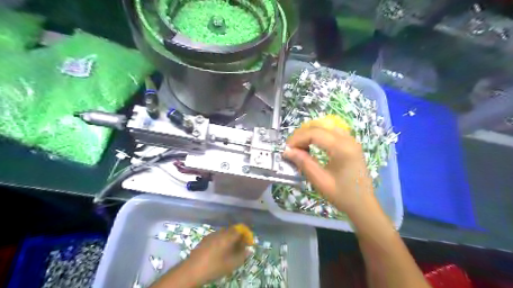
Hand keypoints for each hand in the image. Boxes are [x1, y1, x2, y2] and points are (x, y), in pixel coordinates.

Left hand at [185, 226, 250, 284]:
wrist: (192, 270)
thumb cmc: (215, 266)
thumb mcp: (232, 264)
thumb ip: (242, 255)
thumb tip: (248, 250)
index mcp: (228, 236)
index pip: (240, 230)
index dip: (246, 235)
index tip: (247, 243)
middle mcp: (220, 232)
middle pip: (232, 230)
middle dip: (238, 237)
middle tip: (240, 247)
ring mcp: (211, 234)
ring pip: (224, 233)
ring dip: (229, 239)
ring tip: (230, 250)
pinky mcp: (205, 239)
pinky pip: (217, 236)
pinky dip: (221, 241)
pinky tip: (219, 251)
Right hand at [283, 126, 374, 213]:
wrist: (363, 205)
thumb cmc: (342, 196)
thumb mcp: (320, 181)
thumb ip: (304, 163)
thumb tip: (287, 151)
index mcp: (342, 148)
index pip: (314, 133)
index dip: (297, 138)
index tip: (286, 149)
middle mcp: (348, 139)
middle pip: (320, 126)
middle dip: (302, 134)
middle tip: (291, 148)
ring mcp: (351, 140)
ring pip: (326, 126)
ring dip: (310, 132)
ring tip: (300, 146)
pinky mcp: (351, 143)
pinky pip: (332, 131)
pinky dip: (319, 134)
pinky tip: (313, 144)